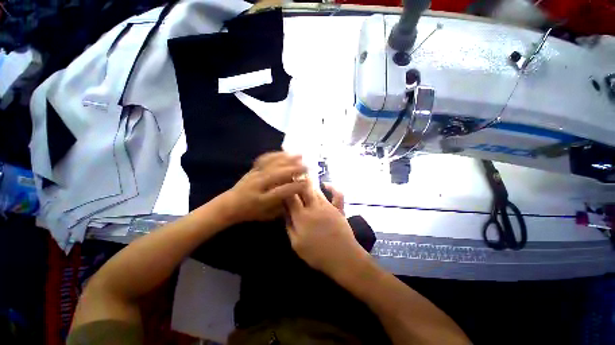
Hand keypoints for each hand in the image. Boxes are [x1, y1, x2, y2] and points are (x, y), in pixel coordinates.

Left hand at [219, 152, 307, 223]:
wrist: (229, 204)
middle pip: (277, 174)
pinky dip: (276, 154)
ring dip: (287, 159)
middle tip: (307, 166)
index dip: (295, 186)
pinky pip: (265, 159)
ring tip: (300, 155)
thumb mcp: (267, 216)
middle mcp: (258, 185)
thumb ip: (282, 206)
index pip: (282, 191)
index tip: (307, 183)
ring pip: (272, 164)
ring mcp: (254, 174)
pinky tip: (285, 152)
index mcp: (262, 200)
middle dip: (294, 169)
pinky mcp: (252, 169)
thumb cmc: (251, 212)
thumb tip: (296, 196)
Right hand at [285, 184, 366, 275]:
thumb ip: (289, 226)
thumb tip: (285, 213)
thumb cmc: (317, 254)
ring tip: (305, 177)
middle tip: (293, 176)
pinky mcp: (339, 209)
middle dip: (298, 181)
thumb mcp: (296, 244)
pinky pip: (337, 194)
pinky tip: (326, 185)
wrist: (343, 257)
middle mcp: (314, 207)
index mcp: (301, 216)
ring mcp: (328, 206)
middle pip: (304, 189)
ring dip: (310, 184)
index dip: (286, 188)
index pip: (291, 197)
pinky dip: (333, 188)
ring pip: (317, 190)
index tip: (283, 183)